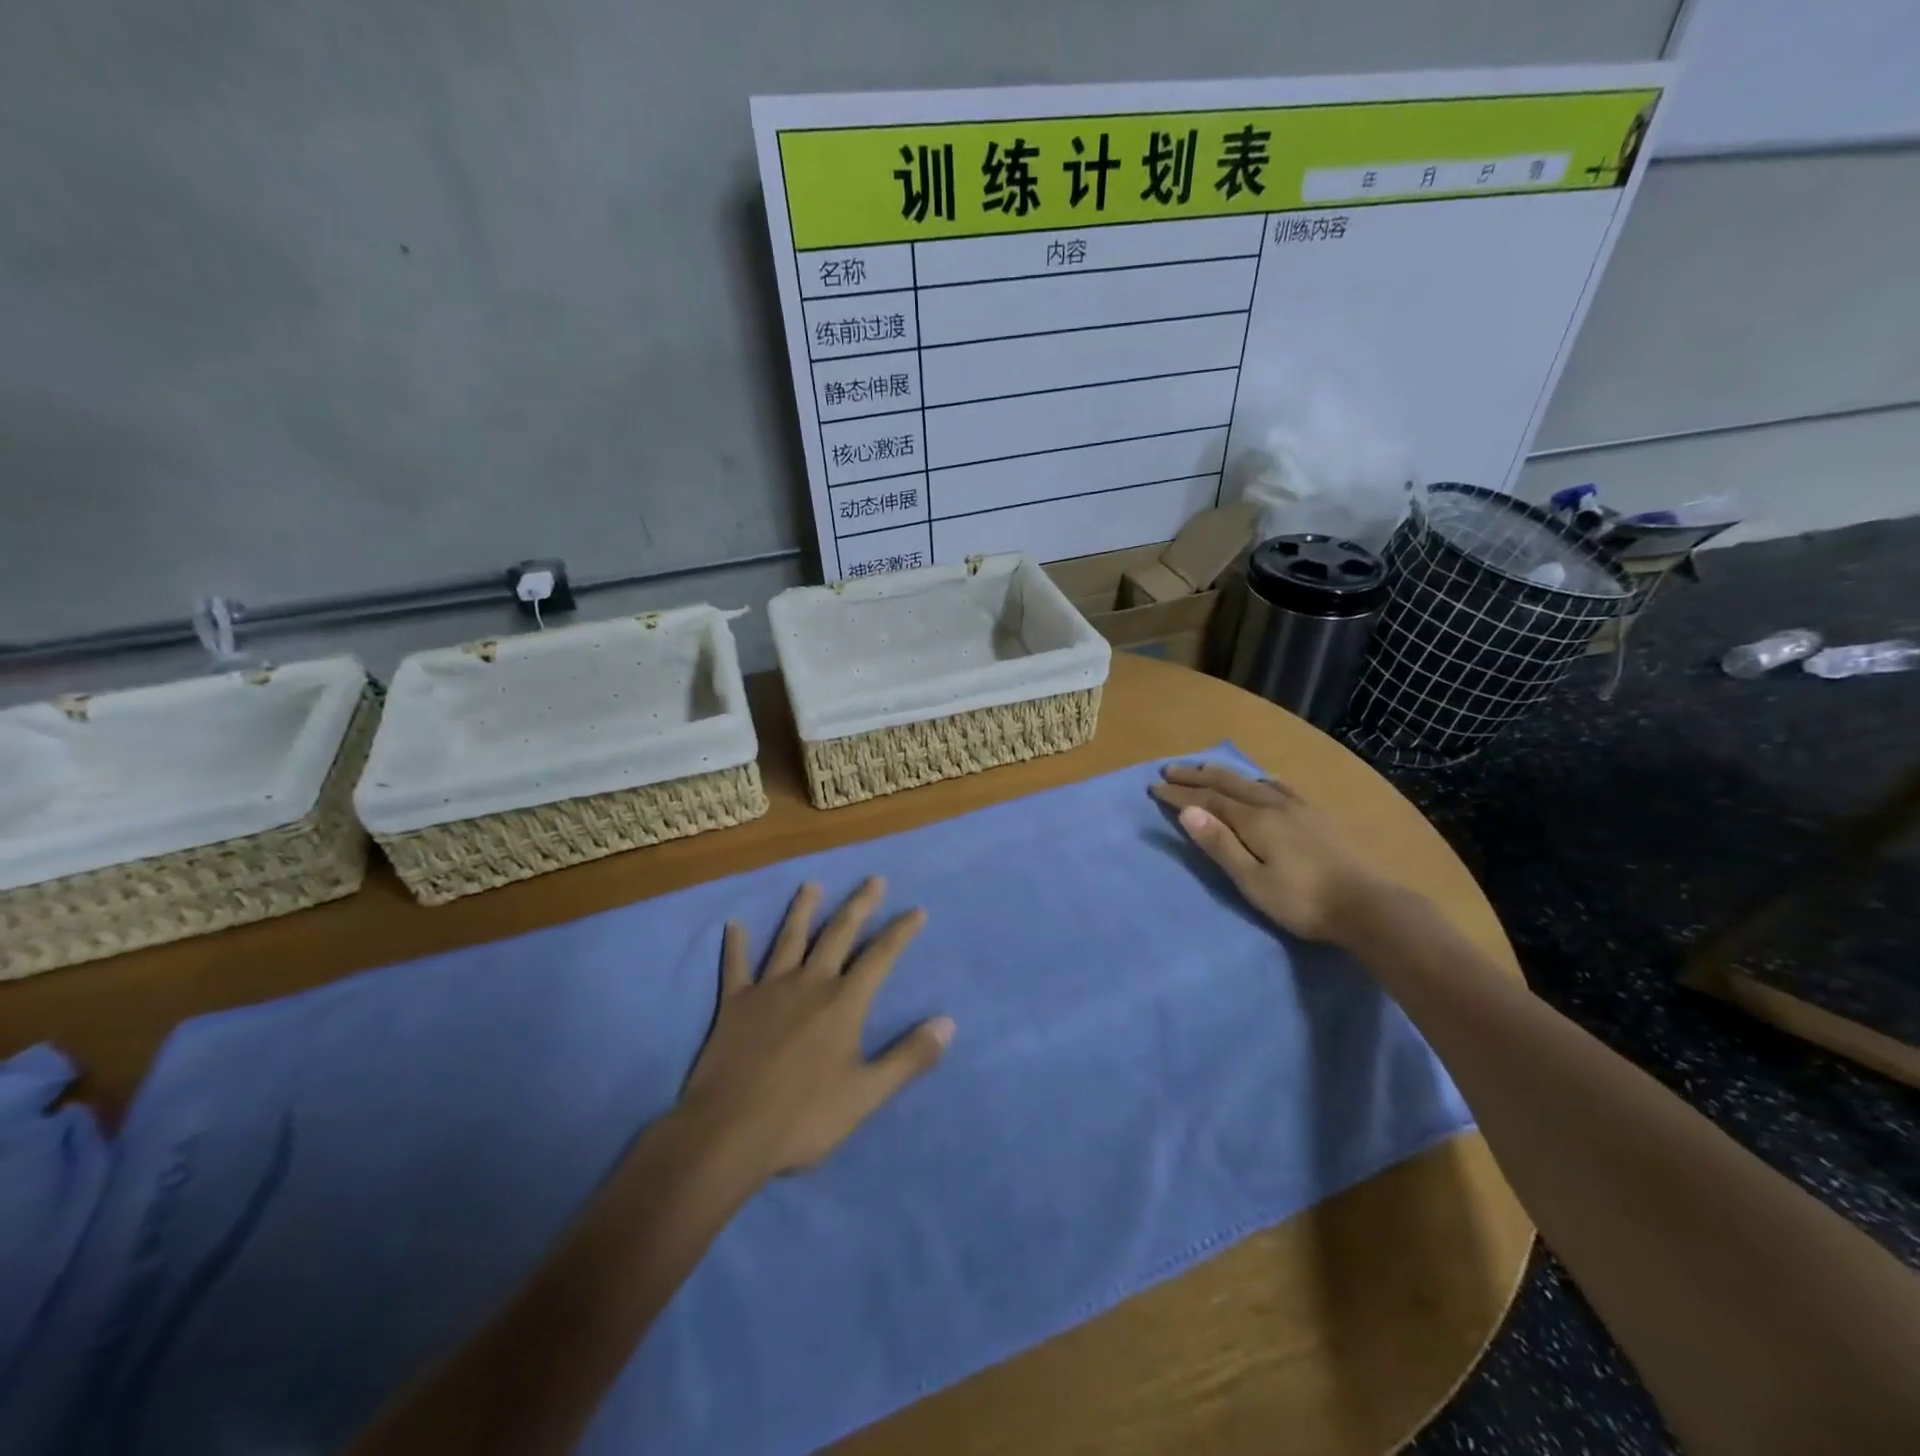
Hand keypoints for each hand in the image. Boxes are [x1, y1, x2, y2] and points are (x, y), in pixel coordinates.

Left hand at [679, 876, 953, 1180]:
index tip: (917, 910)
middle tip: (873, 879)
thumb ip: (908, 1057)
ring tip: (812, 884)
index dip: (900, 932)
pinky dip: (736, 945)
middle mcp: (809, 984)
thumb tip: (948, 1023)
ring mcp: (768, 989)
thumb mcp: (867, 1094)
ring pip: (790, 939)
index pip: (880, 957)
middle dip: (859, 905)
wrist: (729, 1133)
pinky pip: (735, 966)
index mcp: (843, 1003)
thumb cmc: (804, 1117)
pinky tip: (734, 924)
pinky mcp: (734, 1004)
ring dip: (803, 909)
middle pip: (838, 934)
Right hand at [1150, 763, 1388, 945]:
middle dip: (1196, 776)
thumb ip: (1220, 845)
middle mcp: (1273, 805)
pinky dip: (1260, 780)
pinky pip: (1281, 787)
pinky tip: (1263, 781)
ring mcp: (1299, 808)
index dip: (1180, 794)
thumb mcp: (1252, 880)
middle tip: (1170, 769)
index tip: (1155, 786)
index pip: (1208, 801)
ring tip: (1206, 767)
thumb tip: (1188, 811)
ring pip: (1253, 781)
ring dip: (1224, 773)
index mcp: (1254, 821)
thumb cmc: (1302, 901)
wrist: (1368, 906)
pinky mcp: (1318, 816)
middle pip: (1228, 784)